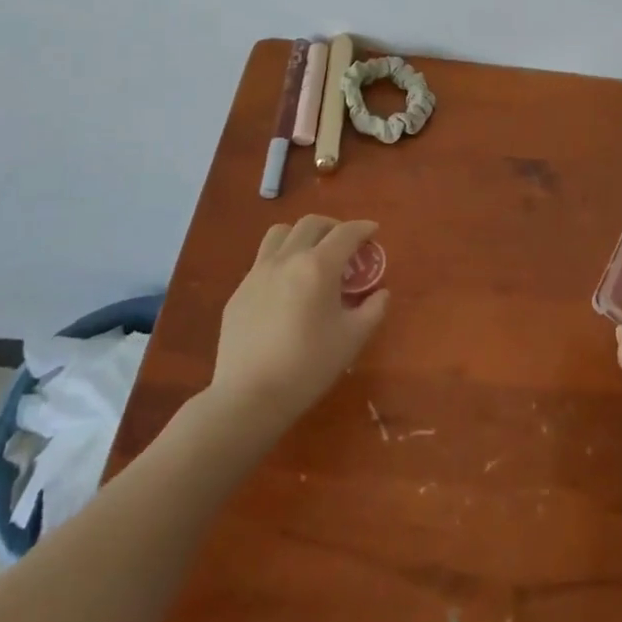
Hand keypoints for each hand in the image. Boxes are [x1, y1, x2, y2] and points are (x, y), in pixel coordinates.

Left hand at [208, 215, 388, 429]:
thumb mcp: (352, 339)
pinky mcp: (239, 291)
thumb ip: (373, 310)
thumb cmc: (308, 366)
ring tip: (311, 254)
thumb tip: (381, 293)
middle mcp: (287, 259)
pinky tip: (286, 286)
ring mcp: (258, 273)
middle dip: (333, 227)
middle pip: (312, 224)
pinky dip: (280, 260)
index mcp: (318, 266)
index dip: (363, 228)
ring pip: (280, 233)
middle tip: (345, 245)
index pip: (346, 233)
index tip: (372, 231)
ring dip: (301, 235)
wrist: (248, 398)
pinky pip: (262, 260)